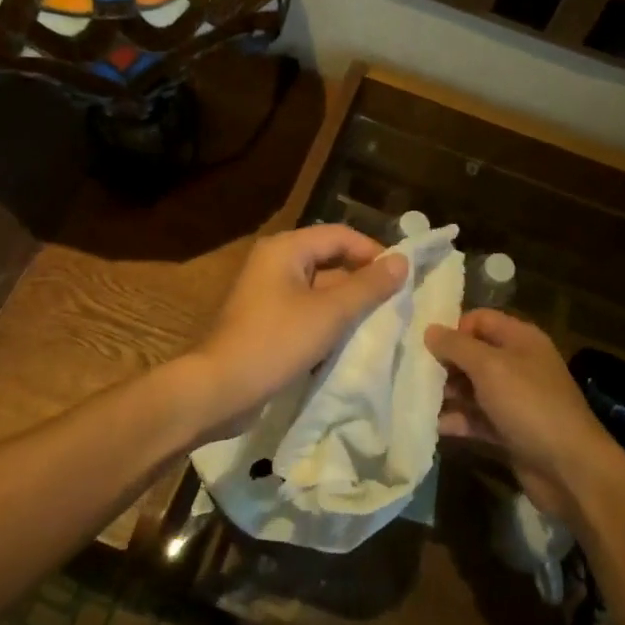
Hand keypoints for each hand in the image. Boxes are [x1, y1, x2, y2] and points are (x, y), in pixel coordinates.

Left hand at [187, 224, 407, 438]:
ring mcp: (269, 292)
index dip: (374, 252)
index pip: (341, 236)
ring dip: (349, 301)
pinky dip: (330, 318)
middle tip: (396, 301)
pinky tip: (351, 338)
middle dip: (363, 278)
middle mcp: (276, 262)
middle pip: (330, 258)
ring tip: (381, 320)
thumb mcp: (330, 313)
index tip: (402, 279)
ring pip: (321, 286)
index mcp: (286, 248)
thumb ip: (368, 286)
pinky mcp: (268, 319)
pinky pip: (308, 308)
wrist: (221, 389)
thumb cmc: (276, 342)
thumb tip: (403, 261)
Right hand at [425, 310, 624, 525]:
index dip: (453, 328)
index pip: (480, 320)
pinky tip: (432, 425)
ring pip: (472, 388)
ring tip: (415, 399)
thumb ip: (456, 346)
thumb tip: (429, 330)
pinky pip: (476, 418)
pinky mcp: (509, 430)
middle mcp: (518, 364)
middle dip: (444, 363)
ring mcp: (514, 399)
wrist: (570, 469)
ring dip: (446, 393)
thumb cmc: (530, 405)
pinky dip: (457, 420)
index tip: (424, 345)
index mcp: (520, 339)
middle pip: (473, 354)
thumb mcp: (490, 367)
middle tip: (412, 374)